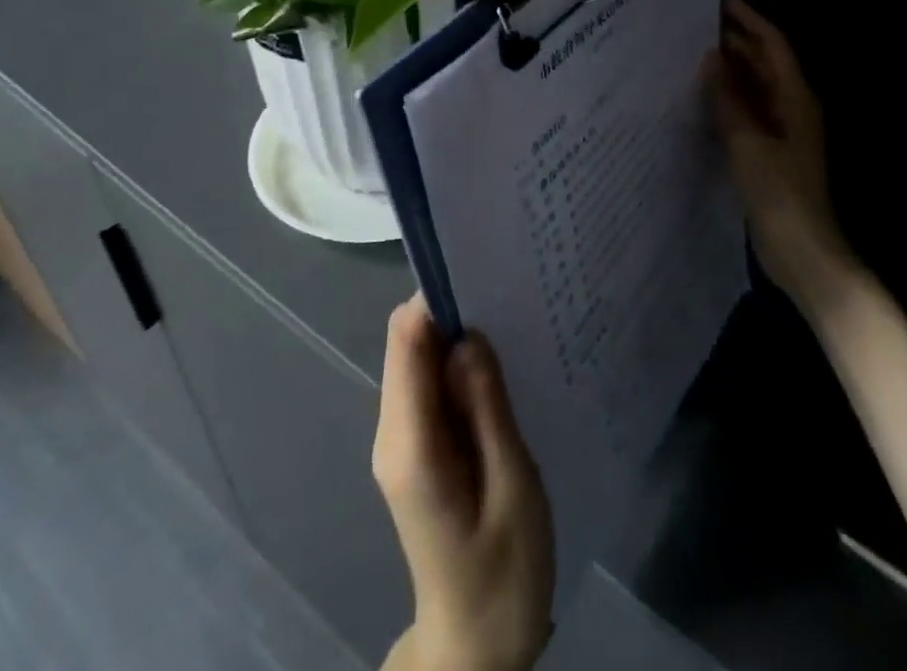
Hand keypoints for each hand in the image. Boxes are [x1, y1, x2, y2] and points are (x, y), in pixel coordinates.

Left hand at [374, 296, 553, 670]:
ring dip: (459, 337)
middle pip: (408, 342)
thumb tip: (468, 335)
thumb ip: (487, 407)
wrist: (478, 646)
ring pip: (420, 359)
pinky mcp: (419, 448)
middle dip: (452, 311)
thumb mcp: (513, 487)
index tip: (486, 273)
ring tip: (512, 322)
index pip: (406, 340)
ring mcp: (403, 440)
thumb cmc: (505, 574)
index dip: (437, 298)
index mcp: (410, 443)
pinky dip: (460, 366)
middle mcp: (394, 432)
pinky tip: (500, 366)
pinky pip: (431, 385)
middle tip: (510, 294)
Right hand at [706, 0, 858, 318]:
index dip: (749, 20)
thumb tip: (710, 58)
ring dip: (728, 71)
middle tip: (693, 27)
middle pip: (763, 63)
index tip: (718, 1)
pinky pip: (746, 112)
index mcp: (795, 98)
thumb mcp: (747, 142)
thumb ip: (727, 98)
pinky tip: (700, 98)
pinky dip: (727, 99)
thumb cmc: (780, 194)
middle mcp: (791, 107)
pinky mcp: (769, 151)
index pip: (773, 45)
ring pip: (753, 87)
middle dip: (734, 42)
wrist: (804, 253)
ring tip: (690, 54)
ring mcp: (781, 131)